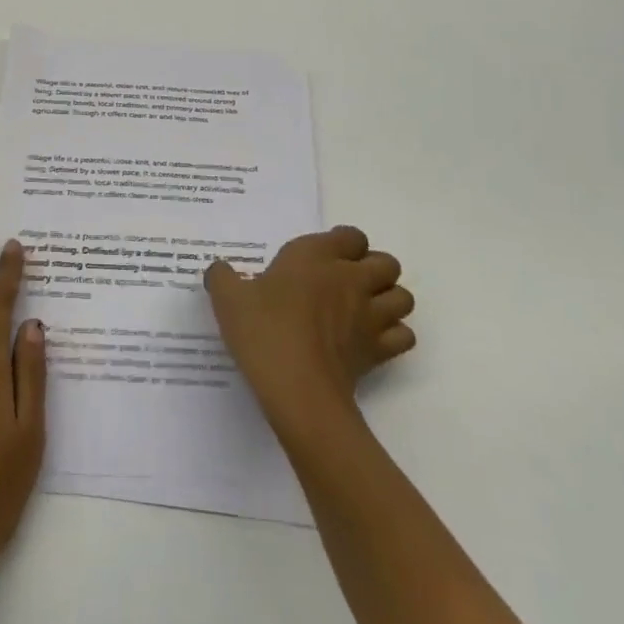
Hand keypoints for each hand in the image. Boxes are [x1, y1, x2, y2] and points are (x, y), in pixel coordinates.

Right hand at [205, 226, 414, 434]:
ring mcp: (370, 315)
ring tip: (364, 311)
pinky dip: (394, 336)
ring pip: (403, 297)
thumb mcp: (228, 298)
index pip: (352, 236)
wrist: (296, 387)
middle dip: (374, 270)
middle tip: (347, 285)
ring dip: (389, 301)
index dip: (343, 245)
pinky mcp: (379, 350)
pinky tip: (371, 342)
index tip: (324, 259)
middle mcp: (350, 278)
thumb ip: (223, 277)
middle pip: (387, 263)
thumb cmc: (263, 330)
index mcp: (316, 256)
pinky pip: (403, 335)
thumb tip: (219, 270)